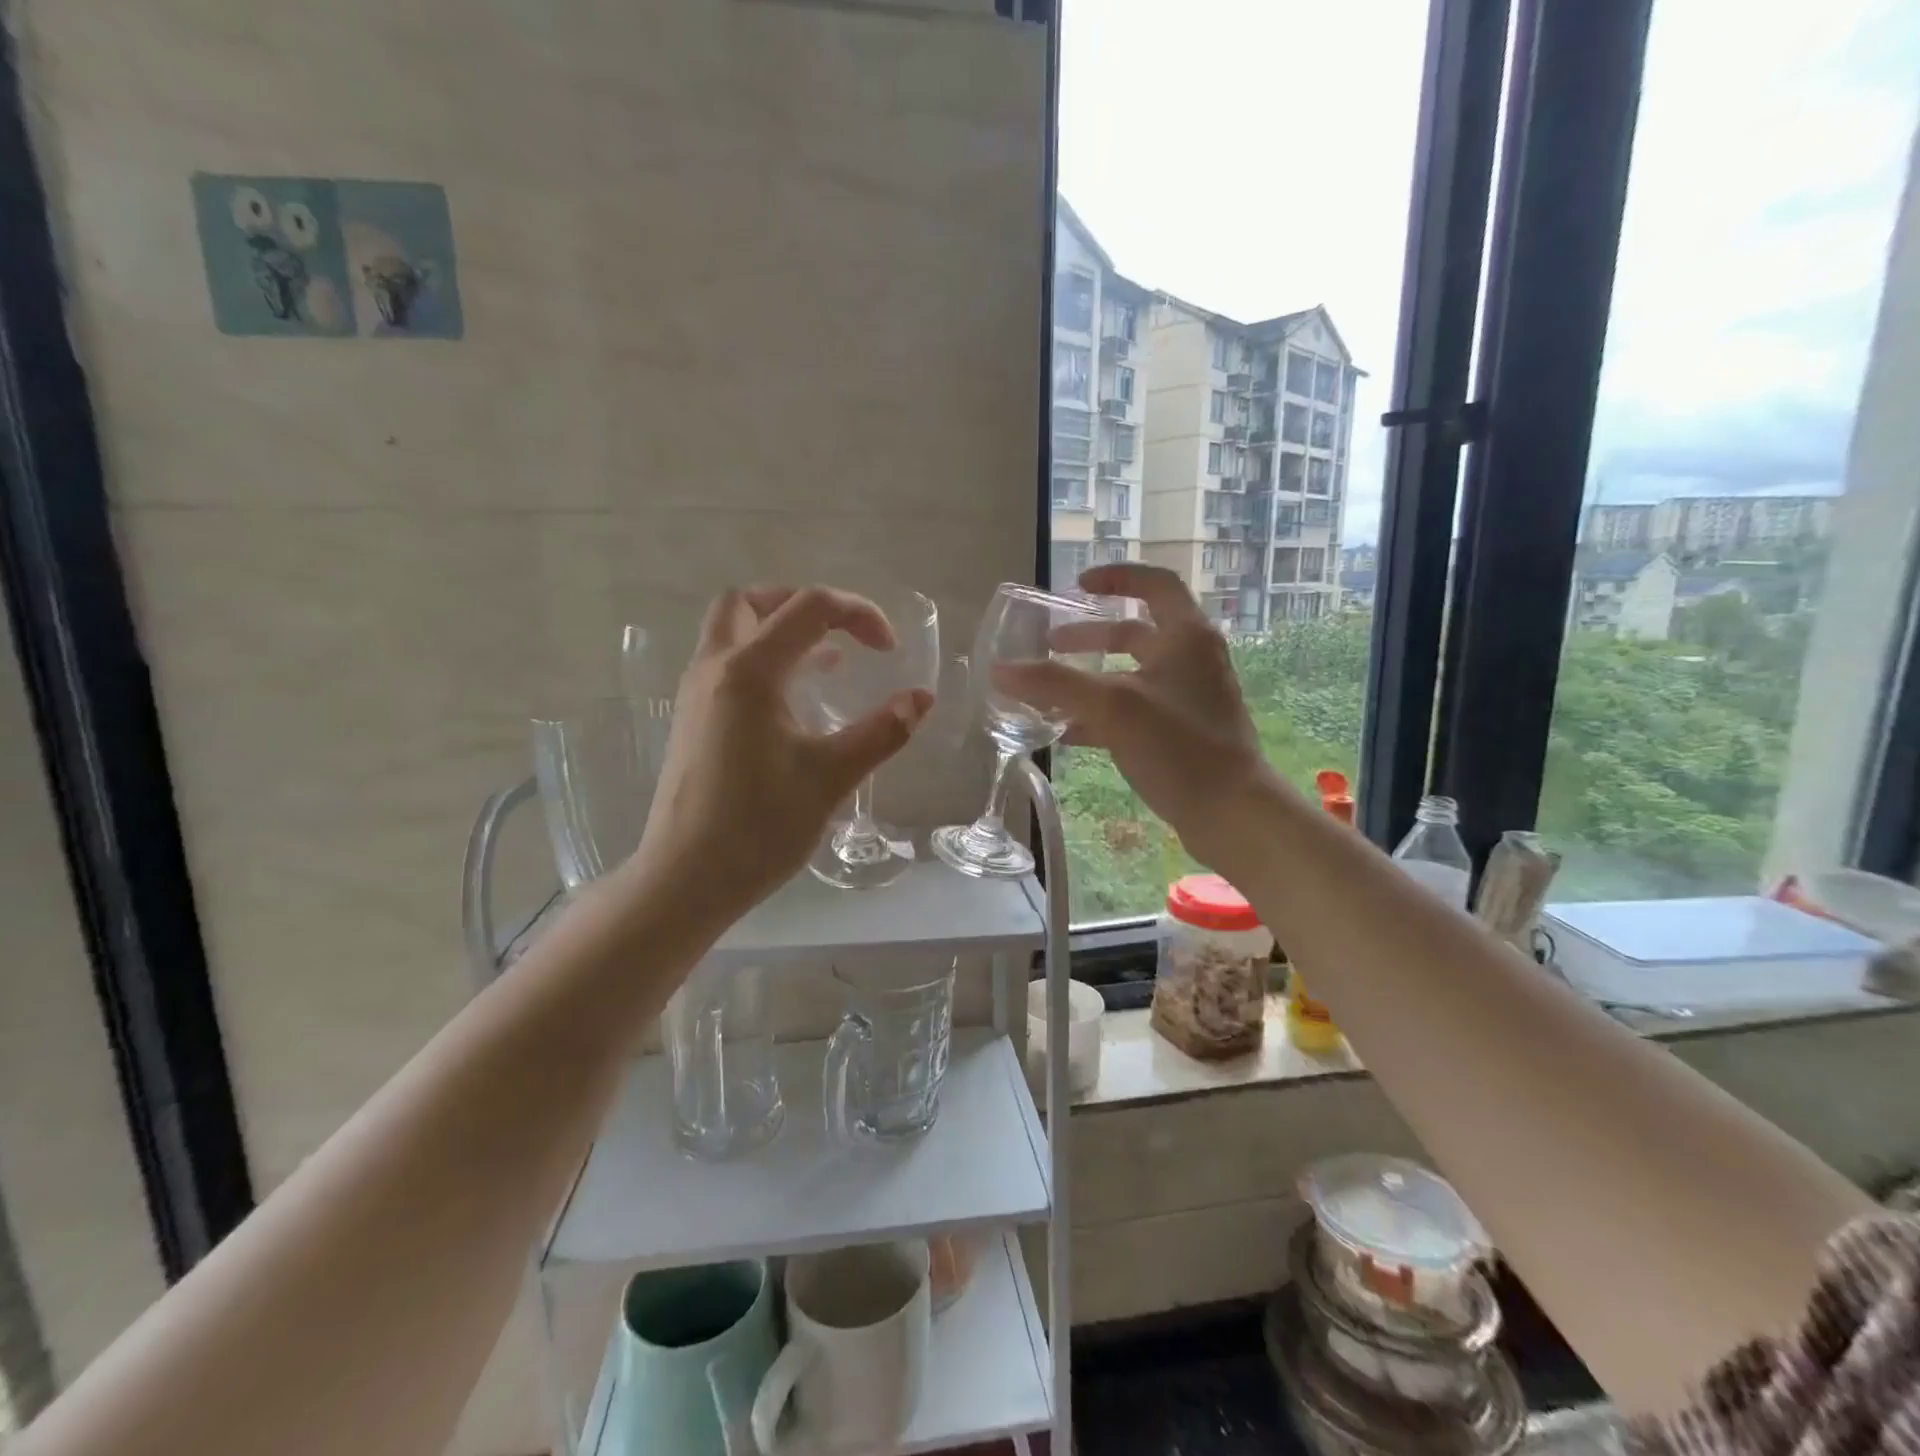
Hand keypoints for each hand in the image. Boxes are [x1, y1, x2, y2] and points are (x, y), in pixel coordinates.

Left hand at [630, 586, 933, 922]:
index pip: (808, 607)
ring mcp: (696, 694)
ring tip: (828, 660)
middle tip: (844, 634)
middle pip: (753, 601)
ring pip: (732, 630)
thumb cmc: (759, 826)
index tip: (890, 650)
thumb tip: (922, 698)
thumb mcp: (831, 777)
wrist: (686, 880)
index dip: (858, 613)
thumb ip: (882, 731)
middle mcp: (715, 668)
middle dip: (803, 604)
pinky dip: (763, 659)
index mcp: (749, 671)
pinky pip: (727, 663)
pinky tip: (795, 700)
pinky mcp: (692, 720)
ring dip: (780, 630)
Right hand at [994, 564, 1273, 865]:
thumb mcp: (1112, 708)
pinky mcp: (1183, 732)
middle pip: (1135, 632)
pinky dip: (1102, 715)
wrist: (1231, 813)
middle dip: (1089, 637)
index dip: (1115, 577)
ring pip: (1131, 675)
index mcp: (1185, 636)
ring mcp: (1189, 697)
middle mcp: (1192, 659)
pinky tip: (1068, 734)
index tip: (1076, 588)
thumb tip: (1000, 670)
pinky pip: (1135, 710)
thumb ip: (1054, 684)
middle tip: (1050, 645)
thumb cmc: (1179, 747)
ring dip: (1091, 679)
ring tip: (1049, 693)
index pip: (1154, 583)